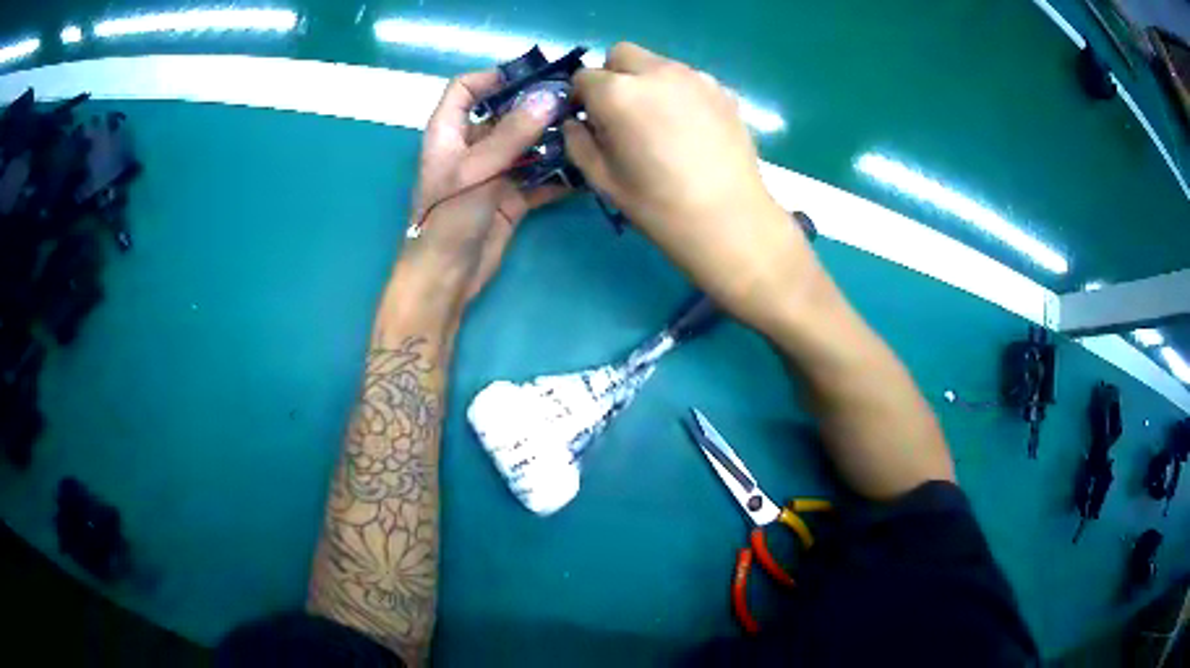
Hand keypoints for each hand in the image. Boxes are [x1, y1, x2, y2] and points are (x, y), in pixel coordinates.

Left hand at [392, 69, 565, 330]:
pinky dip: (559, 174)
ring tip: (588, 130)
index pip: (465, 88)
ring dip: (553, 139)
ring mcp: (493, 172)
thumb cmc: (447, 218)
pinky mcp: (511, 197)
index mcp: (449, 132)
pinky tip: (585, 170)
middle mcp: (471, 146)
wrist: (447, 278)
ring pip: (526, 145)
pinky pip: (539, 177)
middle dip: (537, 106)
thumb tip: (548, 97)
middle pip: (504, 114)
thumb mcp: (477, 170)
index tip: (533, 75)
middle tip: (577, 100)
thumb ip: (512, 135)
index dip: (493, 76)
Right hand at [564, 43, 806, 322]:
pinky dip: (678, 92)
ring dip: (647, 82)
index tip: (590, 121)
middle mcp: (655, 72)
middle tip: (621, 114)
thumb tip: (576, 123)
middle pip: (621, 55)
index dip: (582, 98)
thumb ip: (579, 142)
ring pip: (657, 64)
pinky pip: (688, 79)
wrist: (730, 221)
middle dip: (613, 76)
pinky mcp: (722, 90)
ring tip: (659, 123)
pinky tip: (689, 128)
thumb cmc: (659, 207)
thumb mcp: (603, 180)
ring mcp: (694, 77)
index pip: (584, 77)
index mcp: (618, 94)